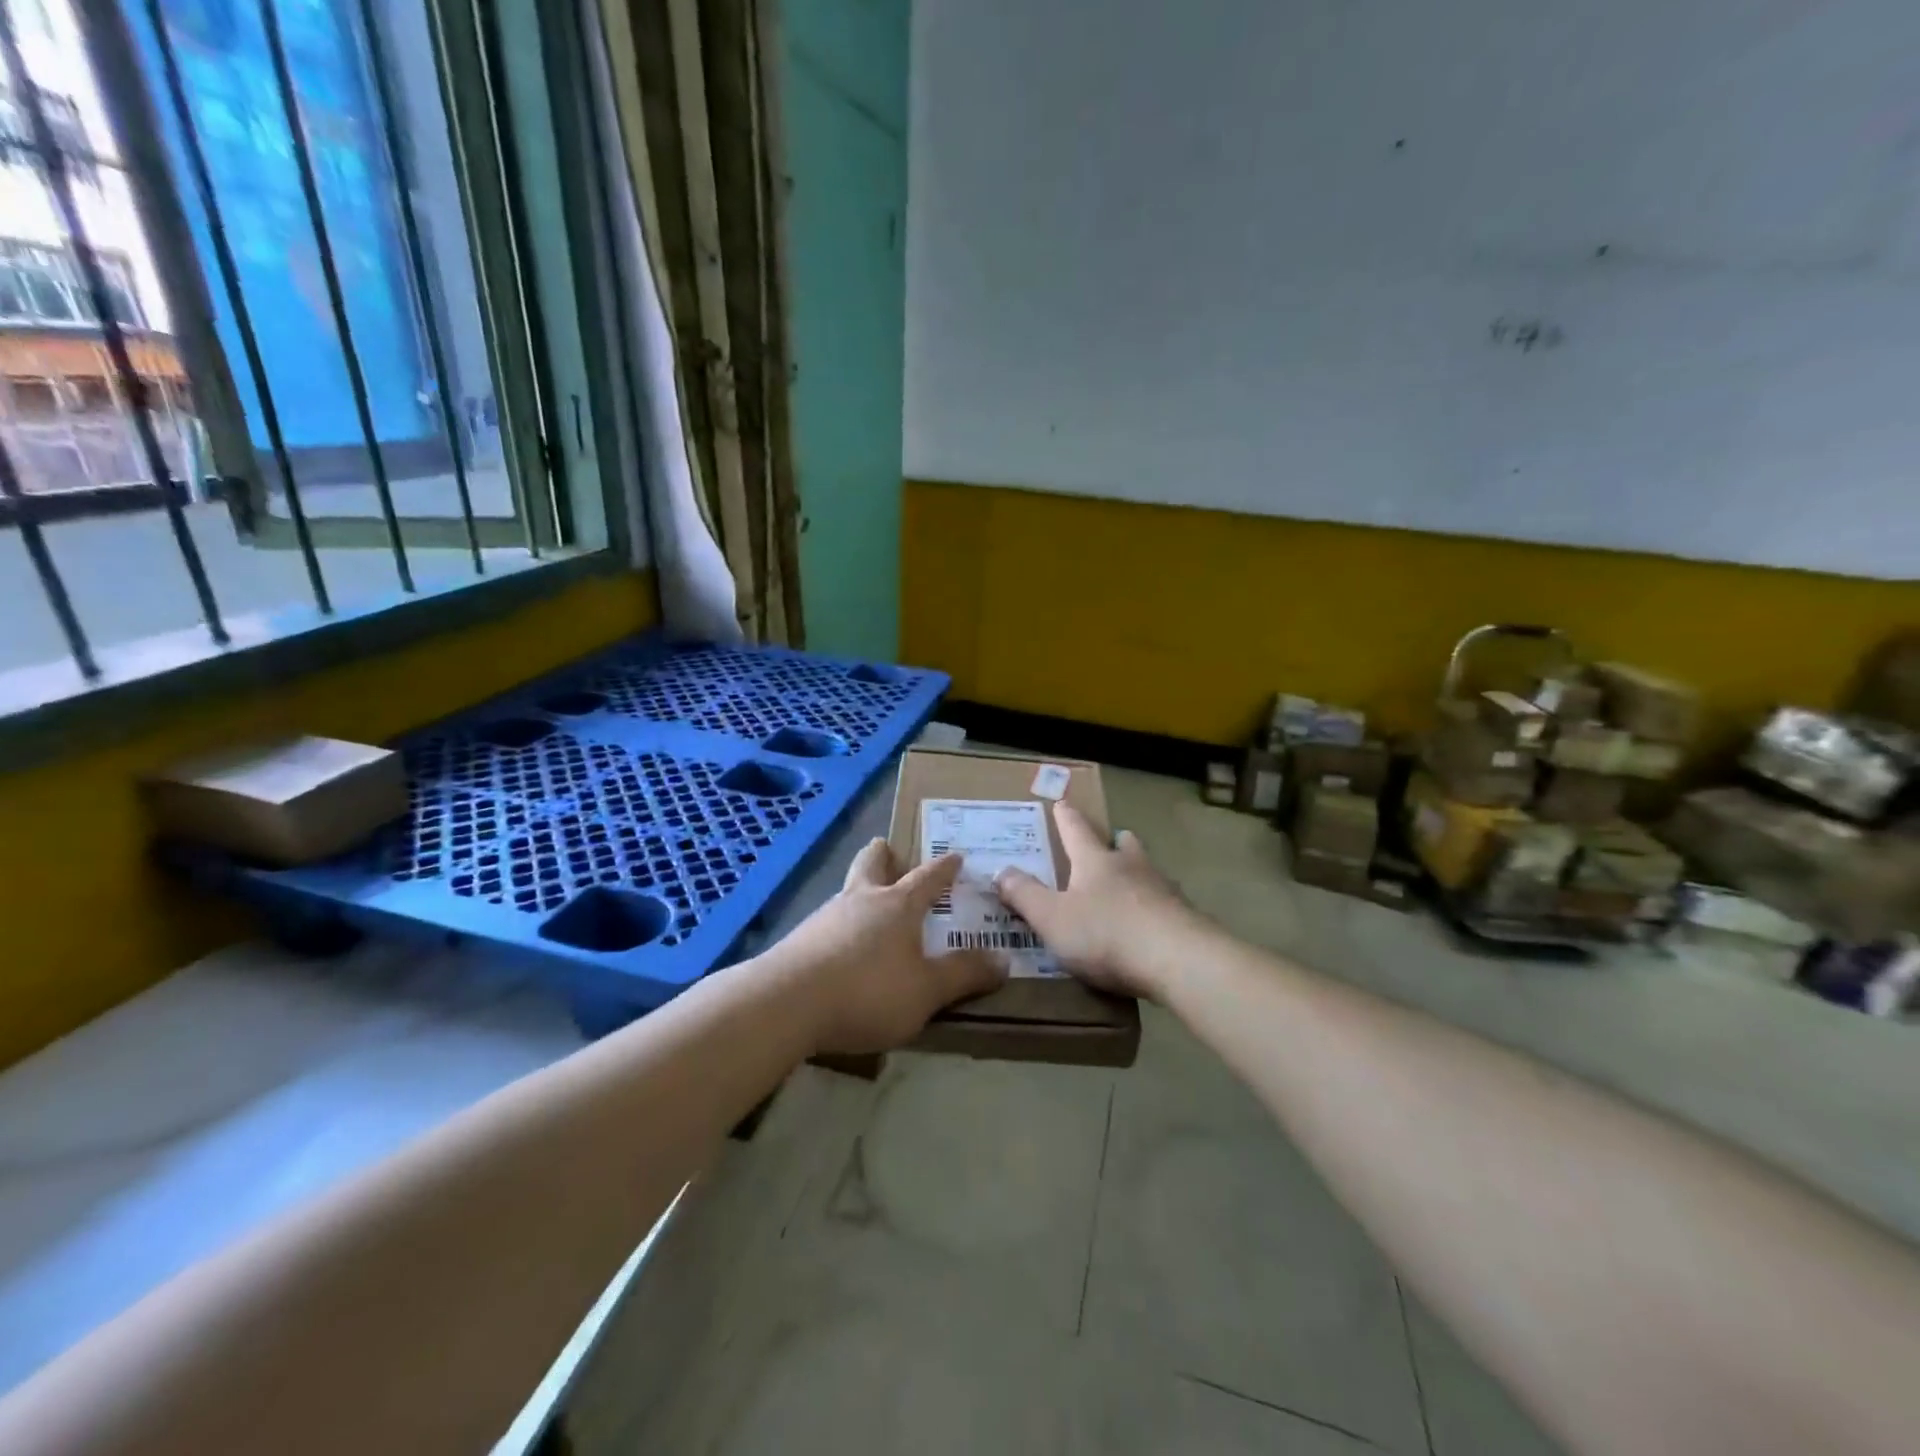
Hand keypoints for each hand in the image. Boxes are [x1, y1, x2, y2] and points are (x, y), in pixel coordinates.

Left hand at [769, 839, 1006, 1055]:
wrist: (786, 1003)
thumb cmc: (868, 990)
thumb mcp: (927, 990)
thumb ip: (964, 975)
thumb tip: (1004, 959)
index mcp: (897, 905)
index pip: (927, 878)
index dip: (944, 868)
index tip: (955, 855)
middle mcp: (861, 900)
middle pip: (871, 865)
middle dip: (883, 856)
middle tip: (888, 849)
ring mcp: (825, 917)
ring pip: (847, 892)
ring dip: (861, 892)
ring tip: (868, 905)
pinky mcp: (800, 941)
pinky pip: (828, 923)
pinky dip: (841, 925)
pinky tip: (841, 946)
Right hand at [995, 803, 1191, 1001]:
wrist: (1179, 960)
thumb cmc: (1106, 934)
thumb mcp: (1052, 918)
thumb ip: (1025, 895)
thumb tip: (1002, 871)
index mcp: (1095, 861)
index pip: (1076, 830)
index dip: (1066, 817)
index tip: (1062, 802)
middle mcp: (1131, 867)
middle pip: (1123, 845)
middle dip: (1115, 841)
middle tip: (1113, 840)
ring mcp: (1164, 890)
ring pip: (1149, 871)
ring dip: (1139, 872)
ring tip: (1133, 881)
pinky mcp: (1186, 918)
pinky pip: (1167, 904)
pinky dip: (1156, 906)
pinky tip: (1153, 922)